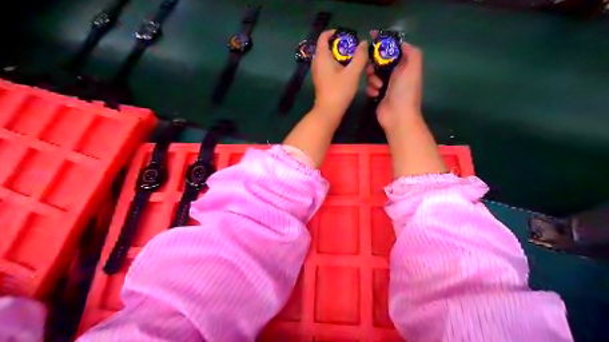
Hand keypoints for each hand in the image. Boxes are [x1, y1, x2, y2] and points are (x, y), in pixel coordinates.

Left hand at [312, 29, 368, 117]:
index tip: (350, 36)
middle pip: (340, 53)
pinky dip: (355, 80)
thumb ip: (360, 56)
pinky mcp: (329, 84)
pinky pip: (343, 76)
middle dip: (358, 59)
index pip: (325, 36)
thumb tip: (364, 43)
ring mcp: (325, 75)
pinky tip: (370, 91)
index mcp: (323, 56)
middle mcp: (322, 64)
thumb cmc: (339, 90)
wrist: (329, 114)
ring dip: (361, 73)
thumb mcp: (352, 72)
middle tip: (370, 63)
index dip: (336, 33)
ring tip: (376, 83)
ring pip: (345, 67)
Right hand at [366, 42, 424, 130]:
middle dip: (374, 64)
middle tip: (372, 69)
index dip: (383, 43)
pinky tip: (375, 94)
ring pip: (372, 73)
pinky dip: (371, 89)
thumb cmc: (405, 91)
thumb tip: (401, 43)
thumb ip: (411, 52)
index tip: (371, 36)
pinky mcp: (377, 94)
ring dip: (372, 79)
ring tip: (378, 87)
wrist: (398, 116)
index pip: (392, 49)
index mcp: (404, 65)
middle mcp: (395, 73)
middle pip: (379, 61)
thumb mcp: (413, 67)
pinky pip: (369, 86)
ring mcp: (386, 85)